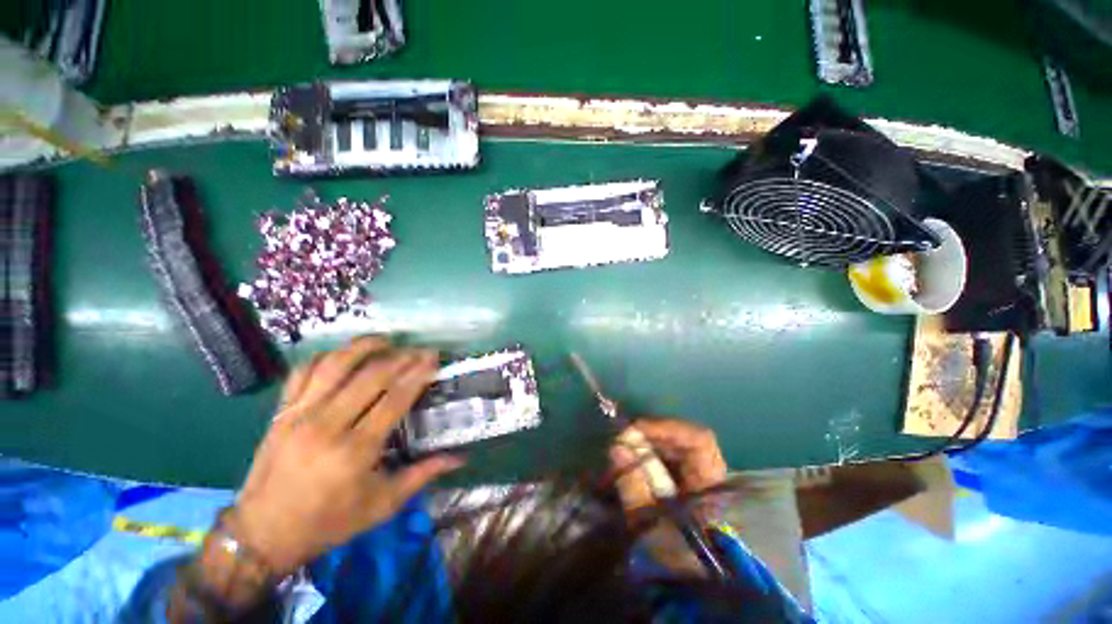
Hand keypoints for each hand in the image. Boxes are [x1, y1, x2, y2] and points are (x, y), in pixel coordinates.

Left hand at [229, 337, 463, 575]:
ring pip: (335, 365)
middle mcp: (327, 425)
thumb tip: (460, 458)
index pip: (395, 399)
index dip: (418, 374)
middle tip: (420, 350)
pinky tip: (345, 354)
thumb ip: (422, 474)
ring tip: (386, 339)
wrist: (262, 534)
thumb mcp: (382, 505)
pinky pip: (303, 372)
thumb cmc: (329, 522)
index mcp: (356, 450)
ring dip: (364, 346)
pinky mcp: (280, 412)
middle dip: (402, 357)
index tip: (434, 359)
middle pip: (371, 376)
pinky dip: (326, 356)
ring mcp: (299, 415)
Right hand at [609, 418, 726, 574]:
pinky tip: (629, 465)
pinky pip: (667, 462)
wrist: (687, 597)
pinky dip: (647, 458)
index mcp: (711, 487)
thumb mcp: (649, 526)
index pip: (698, 440)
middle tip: (621, 442)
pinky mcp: (684, 488)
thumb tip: (618, 446)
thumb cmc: (672, 563)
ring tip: (621, 453)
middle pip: (684, 441)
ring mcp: (697, 482)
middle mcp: (709, 478)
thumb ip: (634, 484)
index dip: (666, 428)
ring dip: (646, 446)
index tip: (634, 429)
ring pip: (674, 450)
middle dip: (650, 436)